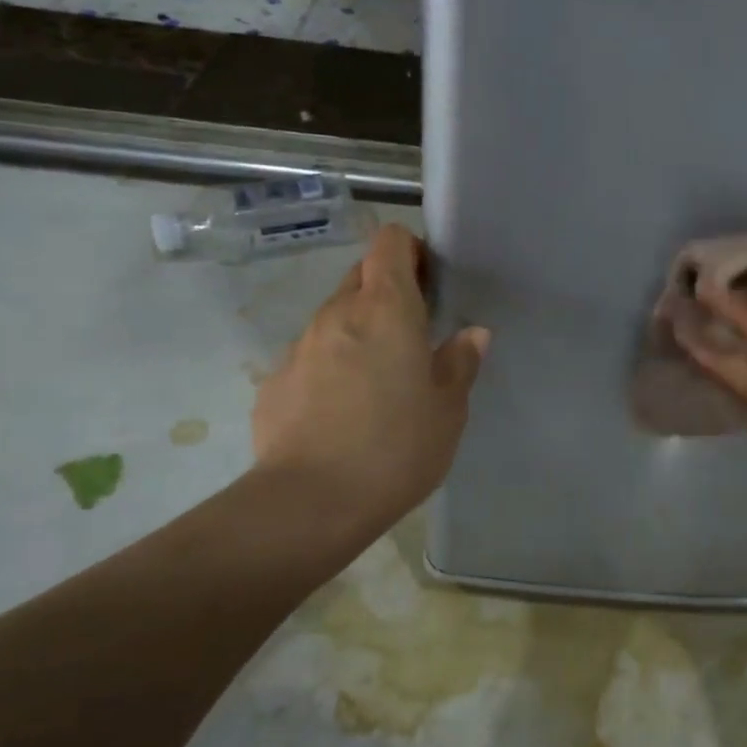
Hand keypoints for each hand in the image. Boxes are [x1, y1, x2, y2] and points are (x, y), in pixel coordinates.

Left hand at [252, 224, 488, 542]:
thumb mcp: (448, 409)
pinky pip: (311, 357)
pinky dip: (330, 368)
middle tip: (412, 337)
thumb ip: (460, 362)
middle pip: (361, 276)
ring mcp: (299, 346)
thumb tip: (472, 334)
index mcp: (385, 309)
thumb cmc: (396, 447)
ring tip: (378, 382)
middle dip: (387, 292)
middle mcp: (337, 314)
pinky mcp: (274, 381)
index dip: (411, 251)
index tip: (429, 285)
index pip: (390, 242)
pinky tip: (342, 413)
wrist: (310, 503)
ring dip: (358, 332)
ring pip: (334, 319)